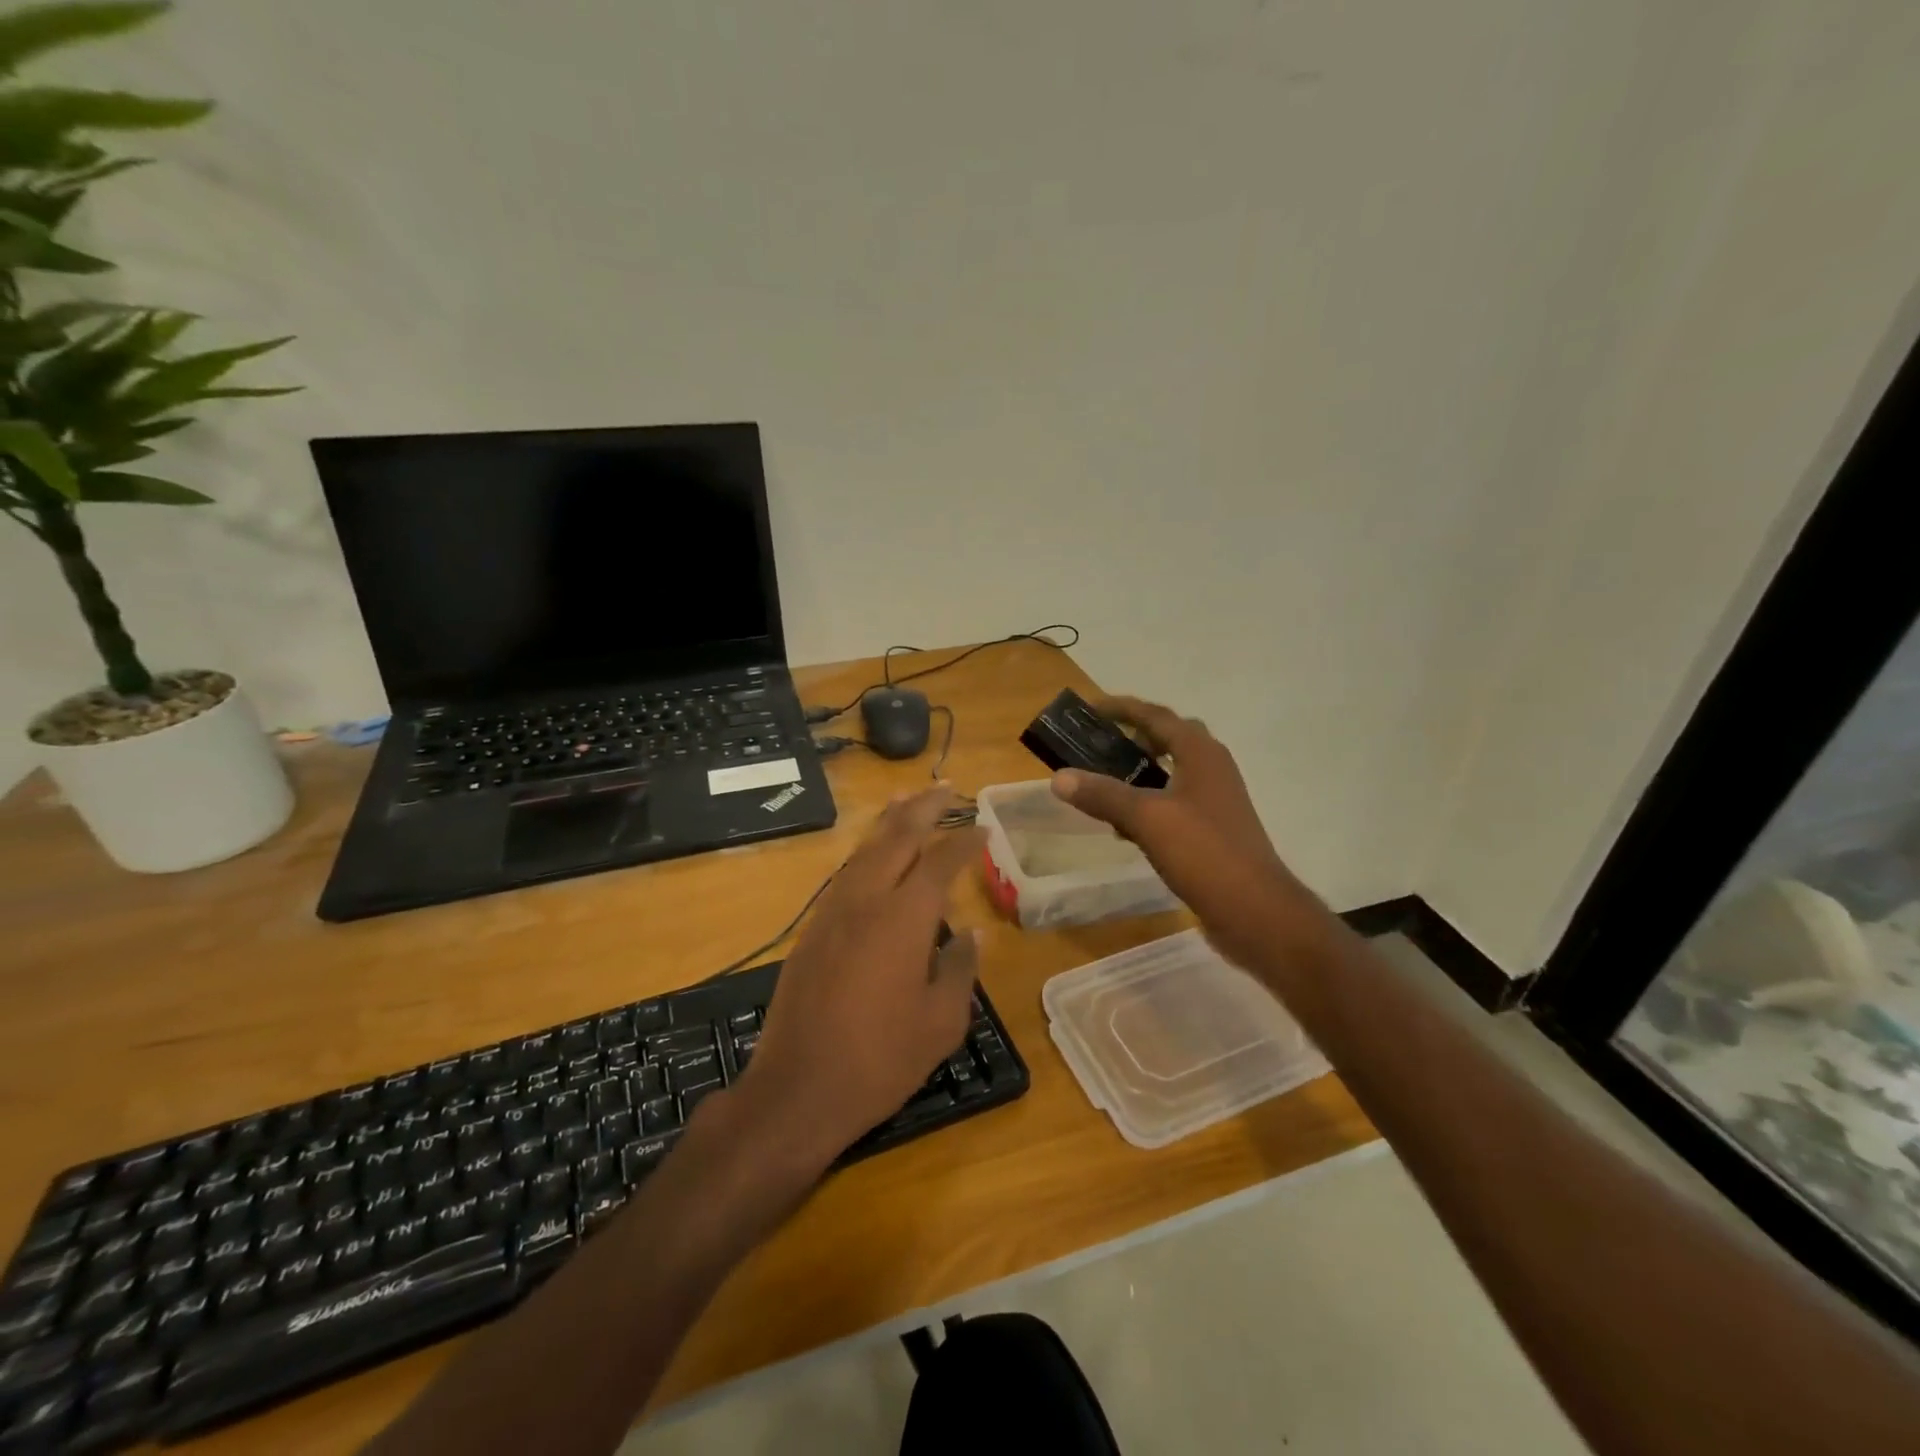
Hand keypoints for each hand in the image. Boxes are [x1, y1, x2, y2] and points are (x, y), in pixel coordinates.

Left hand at [732, 786, 983, 1173]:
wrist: (797, 1090)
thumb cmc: (880, 1060)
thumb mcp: (940, 1022)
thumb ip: (958, 969)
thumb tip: (971, 935)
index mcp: (904, 918)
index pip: (941, 862)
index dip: (964, 840)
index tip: (983, 827)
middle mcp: (866, 901)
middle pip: (897, 838)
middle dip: (923, 808)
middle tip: (945, 787)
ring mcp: (832, 913)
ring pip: (865, 850)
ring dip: (889, 823)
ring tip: (907, 803)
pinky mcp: (812, 931)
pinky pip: (846, 875)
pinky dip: (867, 853)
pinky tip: (874, 858)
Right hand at [1050, 696, 1302, 966]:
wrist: (1255, 911)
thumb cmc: (1204, 853)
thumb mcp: (1147, 819)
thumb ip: (1103, 795)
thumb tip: (1059, 777)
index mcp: (1200, 753)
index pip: (1156, 716)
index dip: (1122, 708)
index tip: (1089, 709)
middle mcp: (1212, 768)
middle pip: (1169, 738)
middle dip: (1133, 736)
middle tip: (1097, 744)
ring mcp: (1216, 800)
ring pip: (1172, 772)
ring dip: (1139, 771)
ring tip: (1103, 781)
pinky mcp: (1213, 829)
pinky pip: (1174, 802)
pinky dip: (1148, 802)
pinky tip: (1125, 825)